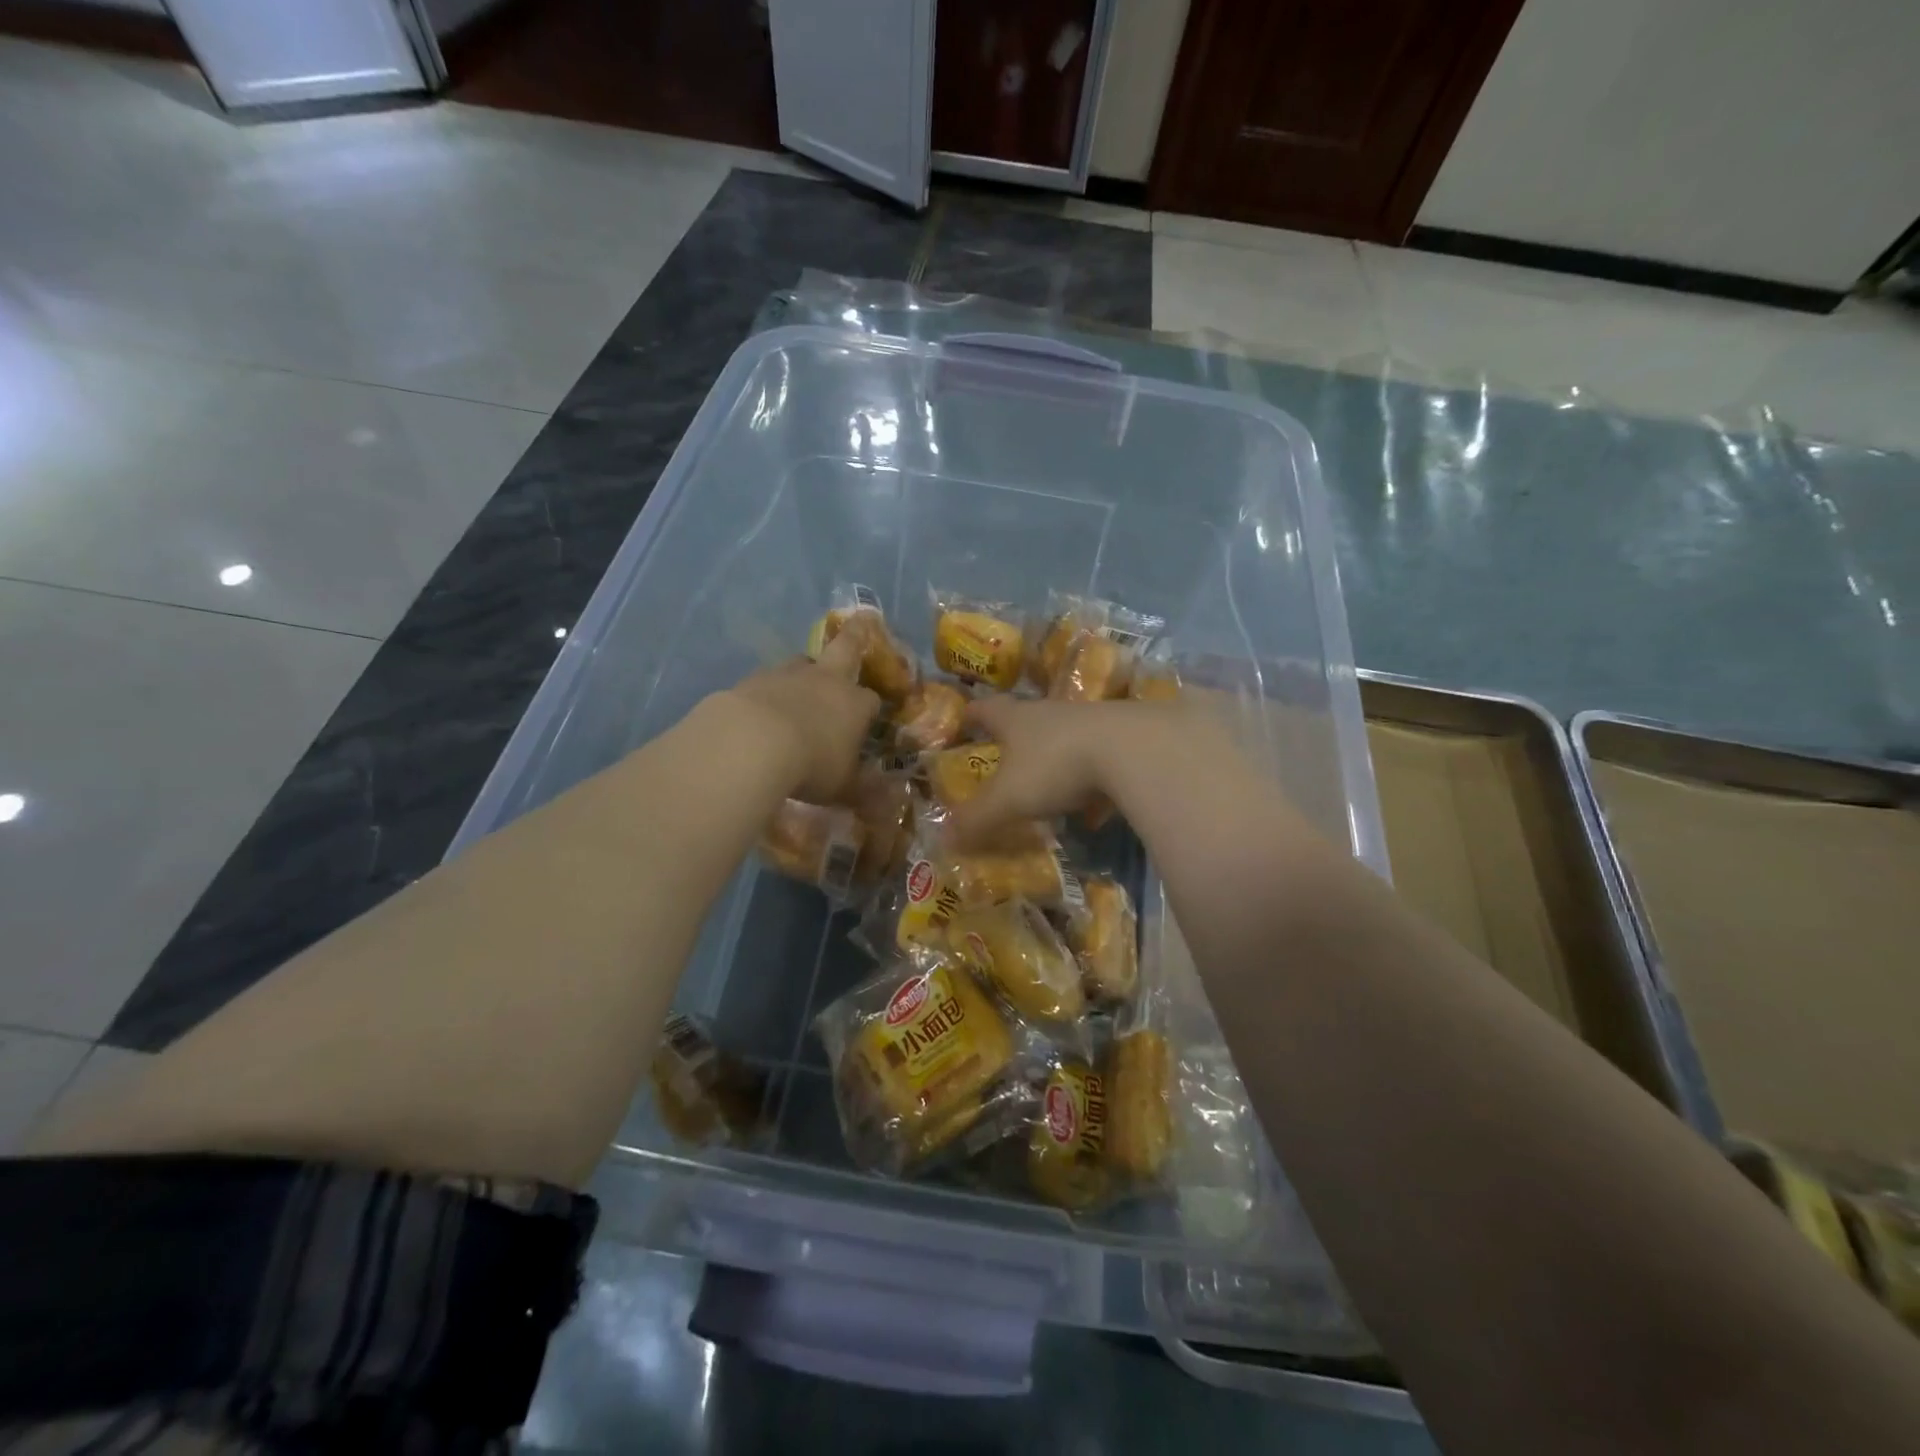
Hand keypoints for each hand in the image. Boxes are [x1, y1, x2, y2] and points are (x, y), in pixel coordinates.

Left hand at [720, 632, 880, 802]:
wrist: (752, 743)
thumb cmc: (810, 765)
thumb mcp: (842, 787)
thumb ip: (864, 792)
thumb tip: (888, 804)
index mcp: (854, 704)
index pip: (871, 701)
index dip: (870, 709)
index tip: (867, 721)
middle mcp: (825, 680)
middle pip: (845, 648)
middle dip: (856, 636)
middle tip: (861, 620)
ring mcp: (787, 675)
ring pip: (801, 662)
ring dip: (804, 670)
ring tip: (799, 686)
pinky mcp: (752, 680)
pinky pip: (766, 682)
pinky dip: (768, 691)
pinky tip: (760, 710)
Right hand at [946, 696, 1186, 848]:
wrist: (1134, 748)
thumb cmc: (1057, 765)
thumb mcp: (1009, 798)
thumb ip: (977, 819)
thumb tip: (943, 838)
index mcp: (1018, 719)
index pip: (987, 709)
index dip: (973, 714)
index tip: (964, 717)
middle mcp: (1052, 713)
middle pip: (1027, 717)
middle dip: (1015, 735)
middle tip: (1005, 754)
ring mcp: (1091, 722)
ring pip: (1065, 735)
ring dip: (1055, 755)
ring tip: (1049, 784)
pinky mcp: (1124, 738)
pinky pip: (1099, 757)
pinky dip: (1092, 777)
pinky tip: (1095, 803)